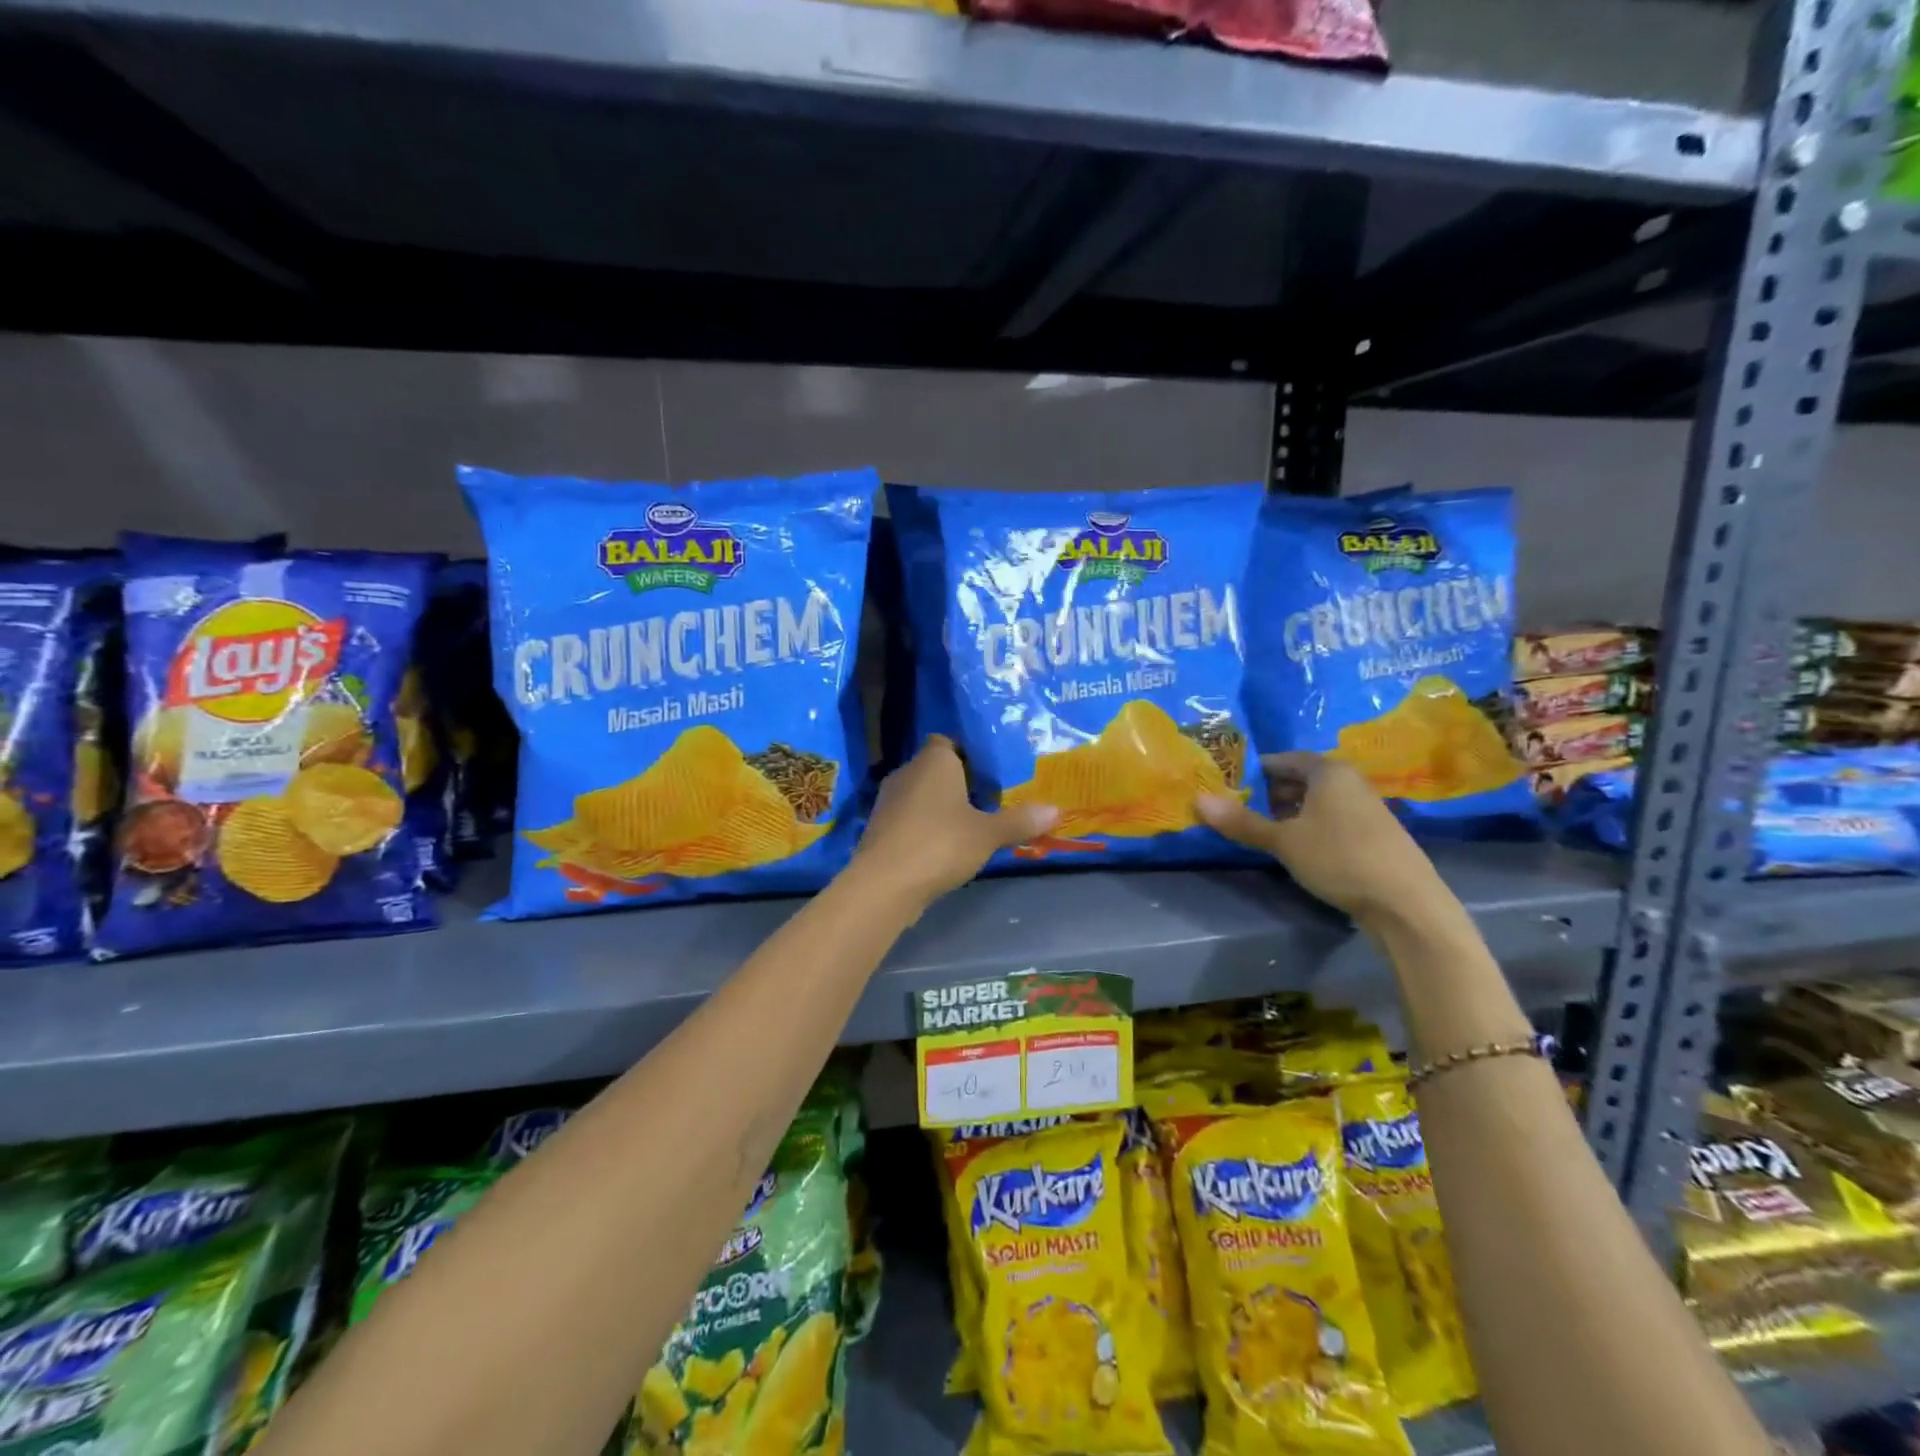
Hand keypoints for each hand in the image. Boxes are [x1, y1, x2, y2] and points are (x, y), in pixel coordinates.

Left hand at [850, 736, 1057, 908]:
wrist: (884, 884)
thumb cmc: (940, 844)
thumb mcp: (987, 834)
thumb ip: (1019, 820)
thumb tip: (1055, 810)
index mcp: (934, 760)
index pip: (949, 741)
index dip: (969, 755)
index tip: (991, 774)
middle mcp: (907, 771)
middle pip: (936, 768)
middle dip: (959, 782)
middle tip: (989, 800)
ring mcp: (888, 800)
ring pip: (921, 794)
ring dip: (941, 806)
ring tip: (971, 825)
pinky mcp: (880, 828)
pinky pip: (910, 818)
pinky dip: (925, 826)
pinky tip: (944, 846)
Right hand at [1196, 753, 1444, 923]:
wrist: (1406, 904)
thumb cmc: (1339, 858)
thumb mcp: (1283, 841)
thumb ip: (1242, 822)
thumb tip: (1198, 800)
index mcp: (1329, 771)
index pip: (1284, 759)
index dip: (1255, 771)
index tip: (1230, 785)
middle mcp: (1350, 781)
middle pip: (1302, 778)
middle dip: (1271, 792)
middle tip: (1241, 809)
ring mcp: (1367, 808)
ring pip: (1318, 801)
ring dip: (1291, 812)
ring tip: (1265, 831)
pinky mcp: (1375, 834)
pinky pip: (1333, 818)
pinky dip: (1311, 826)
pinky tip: (1299, 849)